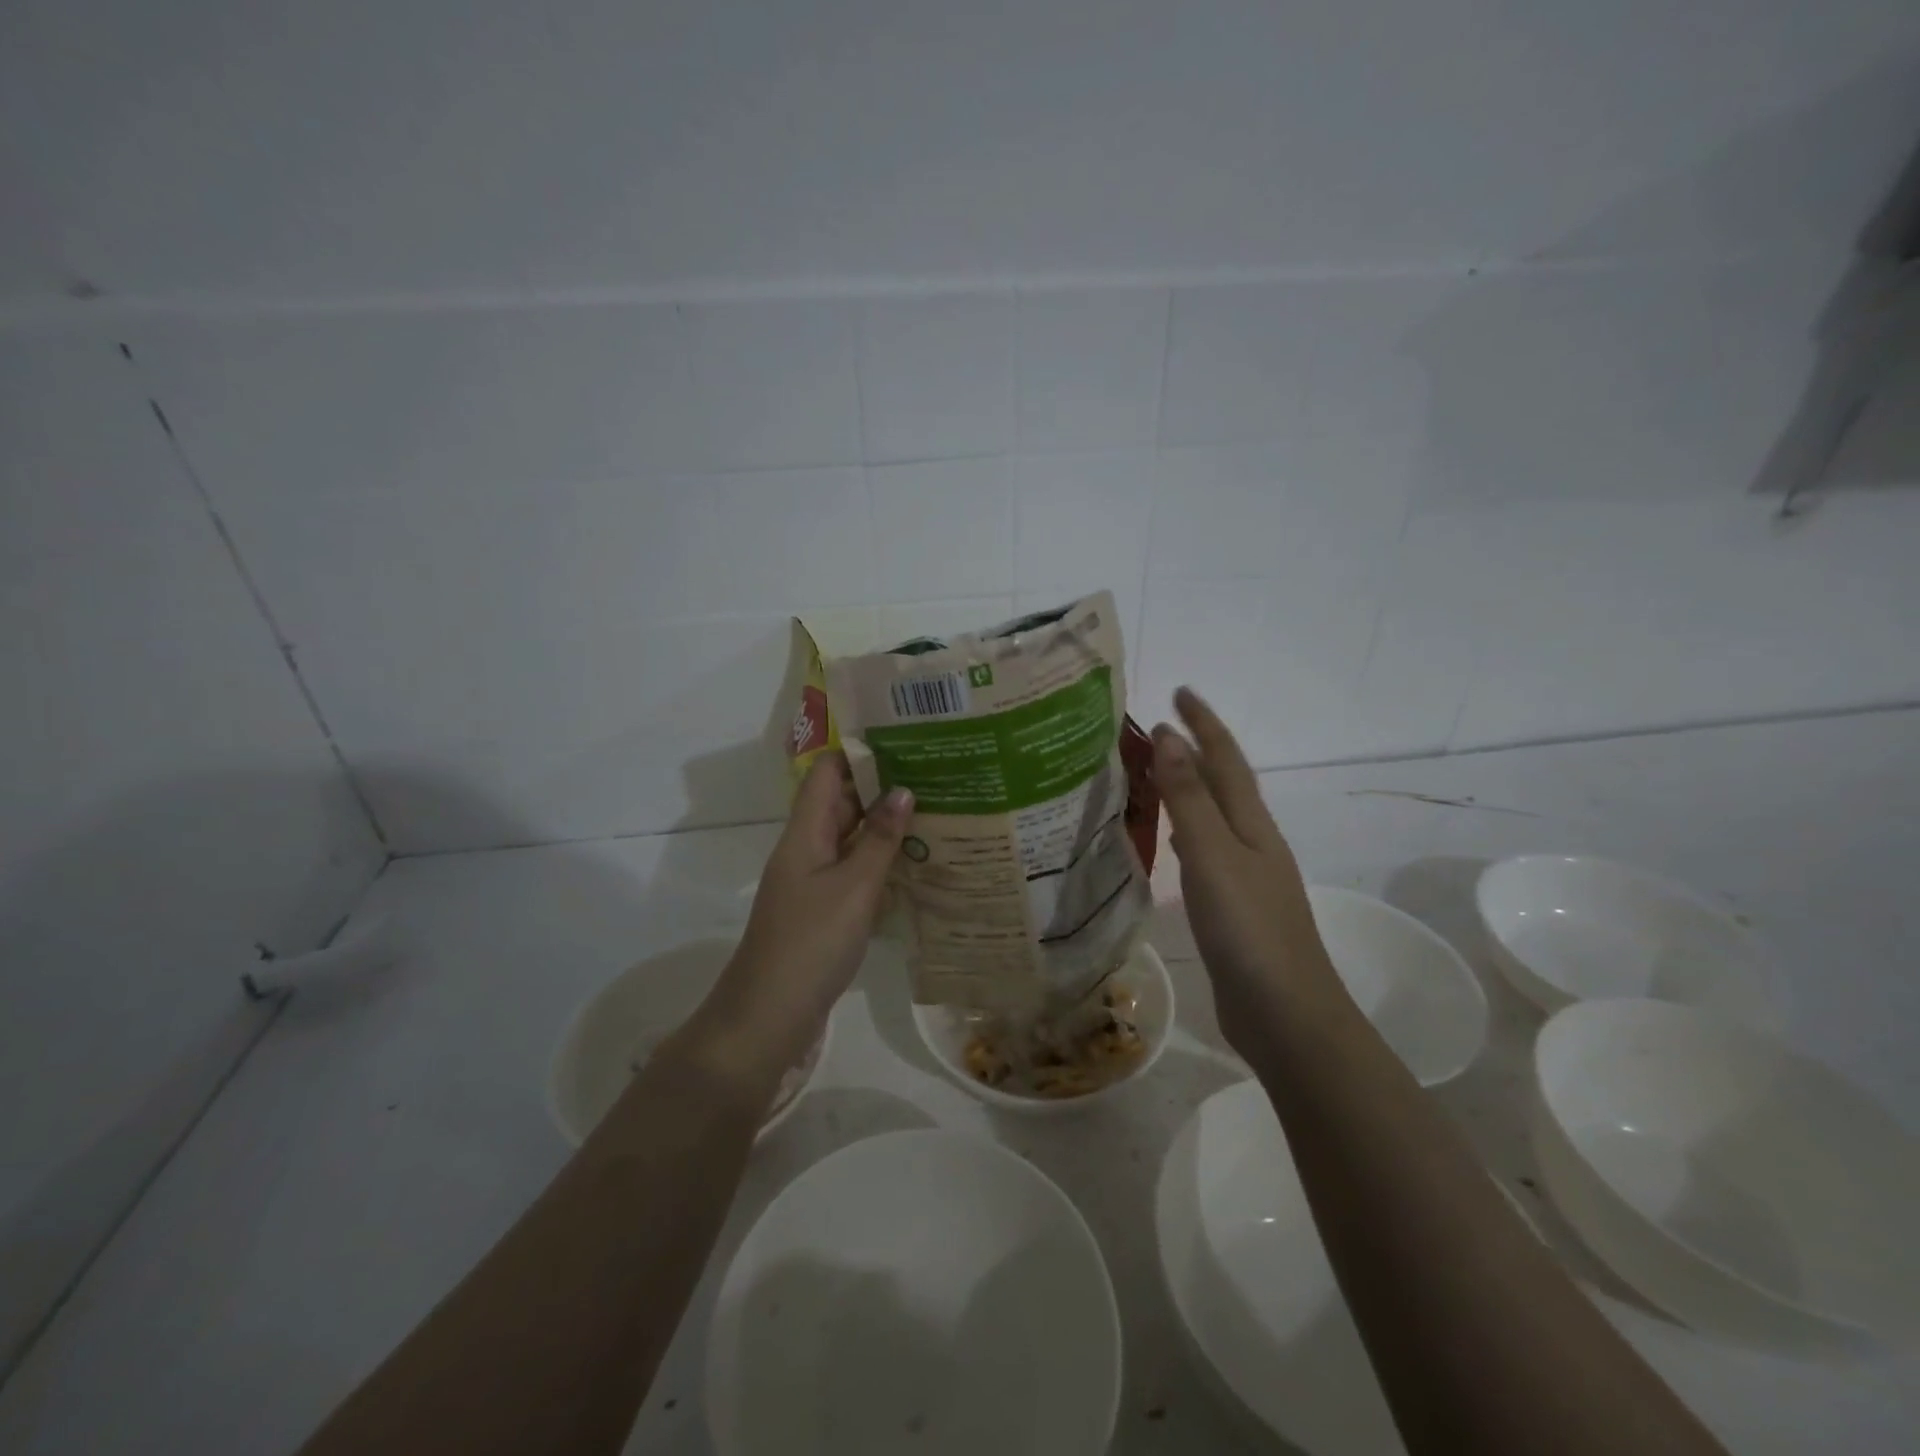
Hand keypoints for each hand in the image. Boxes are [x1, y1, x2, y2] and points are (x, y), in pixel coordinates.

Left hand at [699, 754, 912, 1077]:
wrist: (768, 1017)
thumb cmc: (810, 943)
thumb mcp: (852, 887)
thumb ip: (879, 839)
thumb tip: (903, 790)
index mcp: (805, 833)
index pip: (827, 774)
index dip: (859, 752)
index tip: (904, 739)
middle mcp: (806, 849)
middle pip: (842, 803)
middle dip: (883, 787)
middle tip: (935, 775)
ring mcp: (813, 882)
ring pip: (851, 840)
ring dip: (885, 827)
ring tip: (937, 812)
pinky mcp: (823, 911)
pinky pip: (854, 873)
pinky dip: (881, 864)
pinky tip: (918, 865)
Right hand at [1152, 687, 1341, 1061]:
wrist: (1286, 1015)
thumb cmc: (1248, 928)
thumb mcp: (1213, 855)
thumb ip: (1190, 798)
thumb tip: (1168, 736)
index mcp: (1251, 825)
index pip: (1225, 760)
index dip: (1204, 724)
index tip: (1180, 691)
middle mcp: (1253, 843)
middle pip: (1224, 784)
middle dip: (1197, 750)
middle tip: (1160, 727)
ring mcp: (1246, 878)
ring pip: (1214, 817)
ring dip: (1191, 789)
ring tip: (1159, 772)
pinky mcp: (1234, 908)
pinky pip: (1205, 852)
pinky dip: (1187, 832)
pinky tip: (1173, 841)